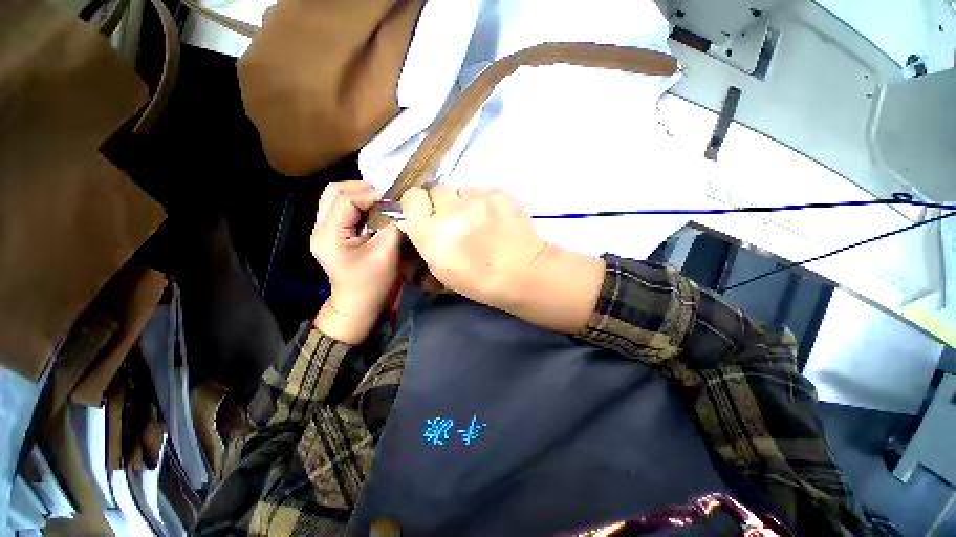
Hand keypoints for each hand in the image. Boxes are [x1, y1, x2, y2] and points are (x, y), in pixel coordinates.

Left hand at [311, 181, 401, 343]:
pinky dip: (357, 204)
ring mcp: (321, 230)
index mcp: (330, 235)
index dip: (370, 193)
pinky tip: (372, 210)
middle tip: (385, 195)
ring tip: (380, 200)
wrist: (357, 304)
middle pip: (334, 191)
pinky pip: (340, 208)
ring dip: (358, 194)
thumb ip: (392, 226)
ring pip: (335, 197)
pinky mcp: (329, 233)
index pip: (346, 199)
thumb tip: (399, 206)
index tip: (393, 197)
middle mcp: (319, 228)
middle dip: (361, 188)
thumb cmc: (373, 282)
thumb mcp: (387, 253)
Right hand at [398, 185, 545, 304]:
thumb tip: (422, 224)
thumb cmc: (480, 281)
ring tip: (479, 220)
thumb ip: (427, 242)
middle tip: (456, 219)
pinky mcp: (497, 193)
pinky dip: (485, 202)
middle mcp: (449, 210)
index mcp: (430, 233)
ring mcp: (476, 198)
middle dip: (442, 203)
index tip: (429, 215)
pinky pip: (482, 191)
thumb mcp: (442, 270)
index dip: (419, 205)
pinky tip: (496, 219)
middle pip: (435, 189)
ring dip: (464, 202)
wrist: (523, 273)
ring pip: (460, 189)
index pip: (411, 197)